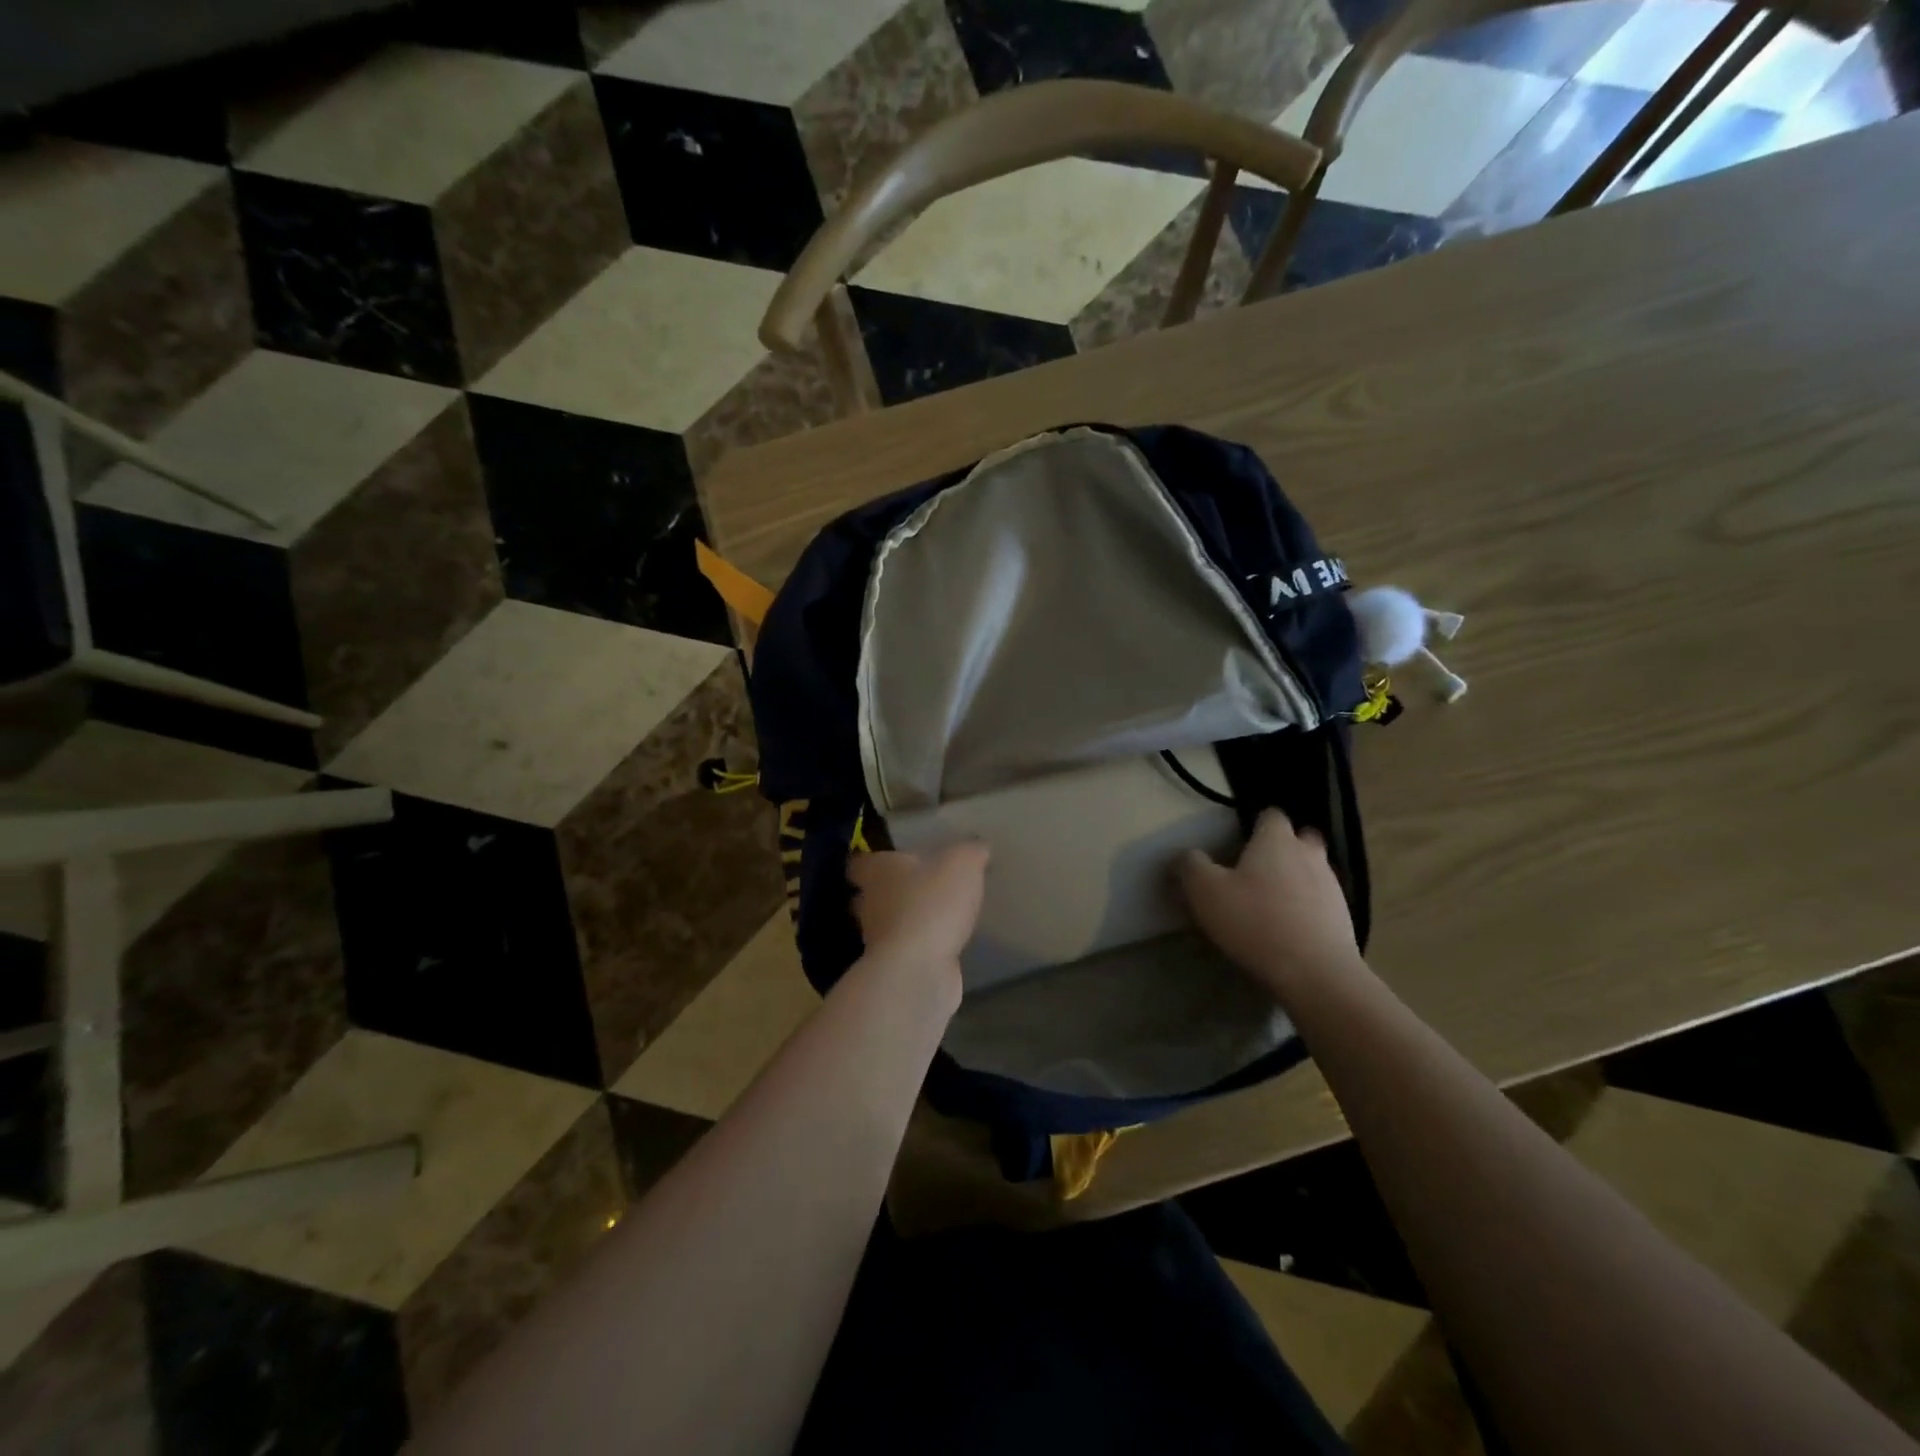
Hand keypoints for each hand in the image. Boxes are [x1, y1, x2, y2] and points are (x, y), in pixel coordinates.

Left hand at [848, 843, 988, 975]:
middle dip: (890, 890)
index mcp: (877, 871)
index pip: (860, 862)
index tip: (888, 858)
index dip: (873, 859)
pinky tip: (943, 942)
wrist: (919, 968)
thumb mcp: (962, 863)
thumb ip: (970, 851)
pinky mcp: (894, 967)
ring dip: (906, 920)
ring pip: (887, 923)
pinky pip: (906, 950)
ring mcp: (878, 939)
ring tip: (935, 914)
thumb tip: (977, 847)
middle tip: (917, 885)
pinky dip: (920, 946)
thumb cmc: (932, 903)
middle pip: (871, 894)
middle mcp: (868, 903)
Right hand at [1179, 809, 1360, 996]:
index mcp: (1276, 840)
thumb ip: (1191, 865)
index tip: (1239, 841)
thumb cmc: (1254, 921)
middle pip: (1302, 838)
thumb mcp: (1205, 891)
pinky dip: (1308, 908)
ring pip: (1314, 870)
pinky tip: (1289, 928)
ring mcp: (1332, 886)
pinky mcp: (1344, 918)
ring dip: (1297, 878)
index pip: (1271, 815)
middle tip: (1260, 867)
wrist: (1315, 973)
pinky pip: (1322, 902)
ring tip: (1272, 902)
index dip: (1256, 824)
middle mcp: (1309, 854)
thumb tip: (1186, 854)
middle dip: (1285, 846)